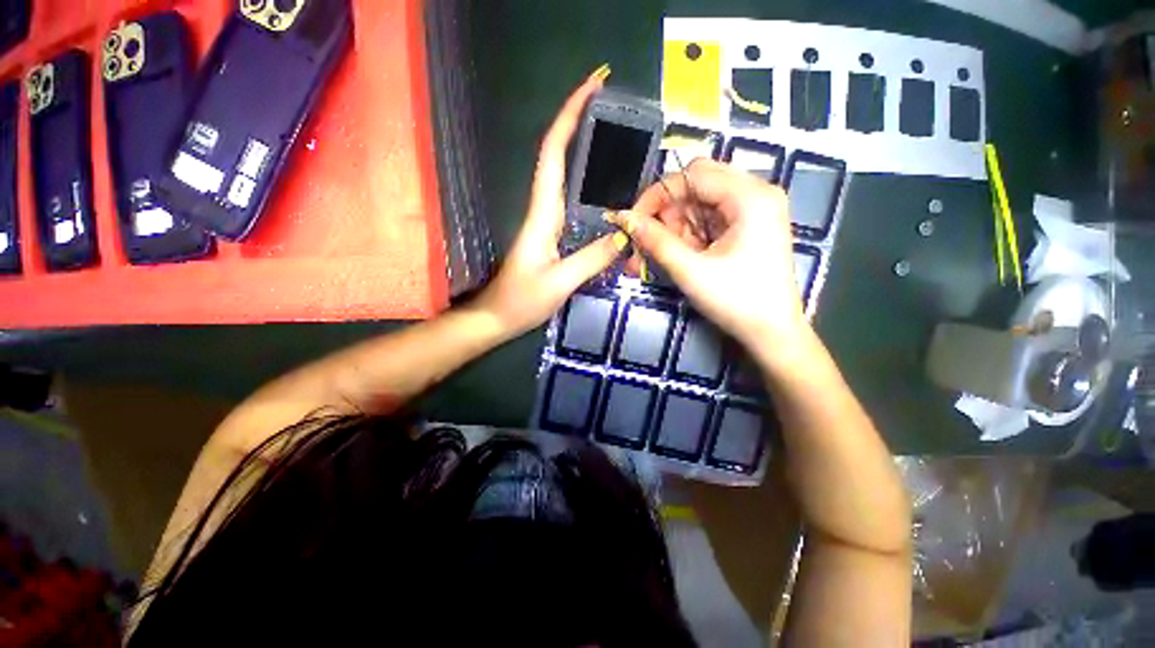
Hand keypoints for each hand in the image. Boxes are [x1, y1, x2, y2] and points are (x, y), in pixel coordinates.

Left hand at [475, 67, 623, 336]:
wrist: (498, 316)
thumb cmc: (521, 300)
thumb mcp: (559, 282)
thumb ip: (592, 258)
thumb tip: (625, 235)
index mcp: (543, 213)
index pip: (554, 153)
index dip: (570, 116)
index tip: (593, 86)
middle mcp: (545, 210)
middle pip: (560, 156)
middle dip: (581, 123)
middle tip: (614, 106)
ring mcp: (549, 222)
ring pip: (568, 178)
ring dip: (587, 152)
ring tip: (620, 140)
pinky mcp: (554, 236)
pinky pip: (574, 203)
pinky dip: (591, 188)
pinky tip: (611, 193)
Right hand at [607, 159, 806, 349]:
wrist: (772, 333)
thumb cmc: (736, 301)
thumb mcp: (691, 270)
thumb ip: (656, 240)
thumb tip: (624, 218)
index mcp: (750, 197)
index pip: (692, 175)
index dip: (657, 195)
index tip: (633, 221)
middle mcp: (756, 194)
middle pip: (697, 185)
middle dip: (667, 212)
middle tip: (649, 241)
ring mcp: (754, 210)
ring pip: (700, 203)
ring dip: (676, 226)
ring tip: (662, 255)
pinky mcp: (749, 226)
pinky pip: (710, 218)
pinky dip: (690, 234)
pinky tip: (681, 255)